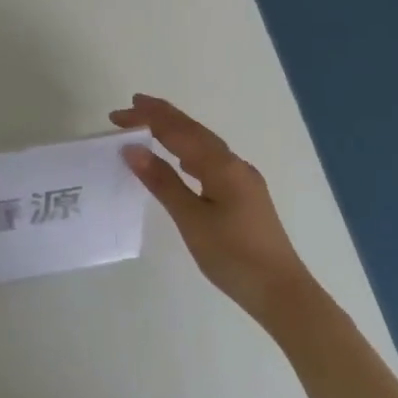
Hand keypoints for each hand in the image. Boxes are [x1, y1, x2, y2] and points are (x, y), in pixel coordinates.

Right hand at [110, 94, 309, 319]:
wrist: (281, 291)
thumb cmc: (232, 255)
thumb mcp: (191, 219)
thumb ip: (162, 181)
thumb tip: (132, 148)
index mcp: (221, 166)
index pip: (177, 132)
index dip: (147, 119)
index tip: (117, 115)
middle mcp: (235, 164)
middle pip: (194, 131)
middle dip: (162, 116)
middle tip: (132, 105)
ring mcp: (243, 180)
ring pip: (205, 144)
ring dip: (177, 131)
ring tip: (151, 126)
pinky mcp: (245, 195)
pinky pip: (212, 160)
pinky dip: (190, 151)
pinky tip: (183, 161)